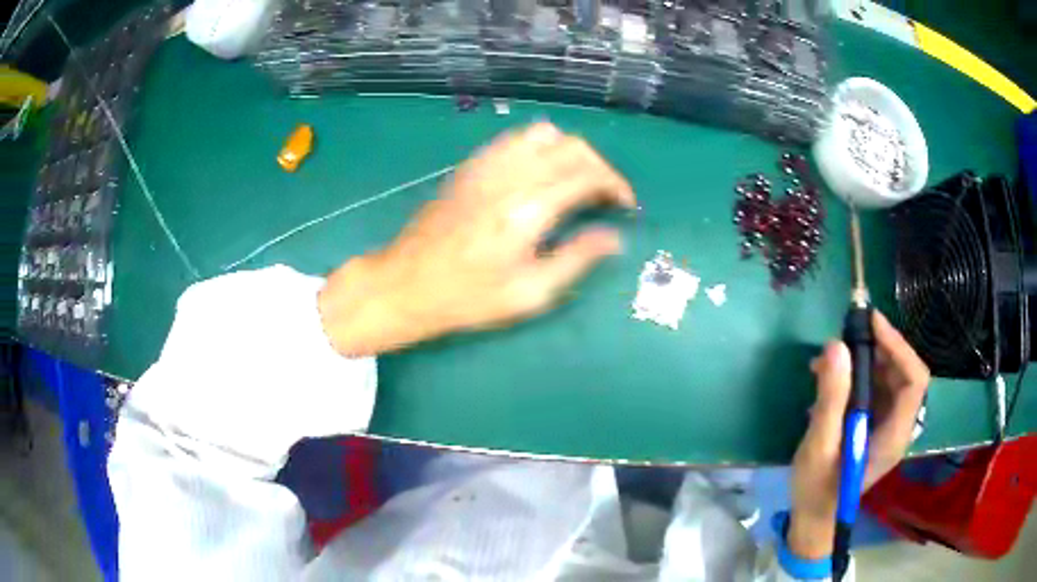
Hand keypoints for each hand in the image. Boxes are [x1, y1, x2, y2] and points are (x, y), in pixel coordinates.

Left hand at [318, 123, 635, 355]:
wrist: (406, 283)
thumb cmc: (468, 297)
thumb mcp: (529, 293)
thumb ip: (576, 259)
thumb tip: (614, 238)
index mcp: (528, 209)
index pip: (587, 175)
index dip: (616, 185)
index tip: (626, 205)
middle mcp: (510, 177)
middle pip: (571, 147)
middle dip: (599, 166)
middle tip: (604, 196)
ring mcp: (487, 166)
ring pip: (543, 134)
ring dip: (568, 152)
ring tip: (573, 181)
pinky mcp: (470, 166)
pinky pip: (512, 139)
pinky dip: (537, 147)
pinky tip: (538, 173)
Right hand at [788, 311, 929, 558]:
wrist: (814, 519)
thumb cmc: (817, 490)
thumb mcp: (819, 446)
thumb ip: (831, 398)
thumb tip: (836, 346)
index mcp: (894, 436)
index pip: (914, 381)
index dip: (898, 347)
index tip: (871, 323)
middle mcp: (899, 426)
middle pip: (903, 374)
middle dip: (879, 349)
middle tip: (846, 336)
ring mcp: (887, 426)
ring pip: (888, 379)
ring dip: (863, 361)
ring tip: (828, 359)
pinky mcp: (874, 425)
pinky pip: (874, 389)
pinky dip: (855, 375)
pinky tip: (829, 379)